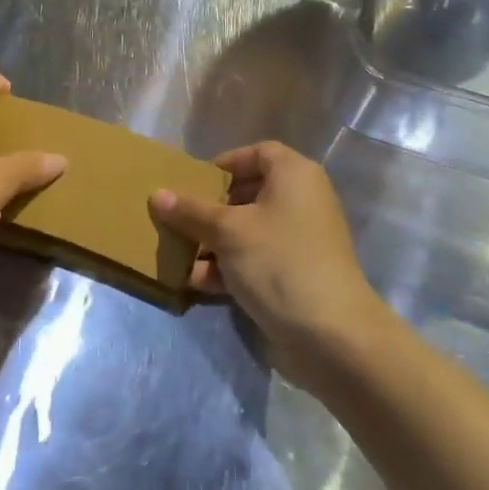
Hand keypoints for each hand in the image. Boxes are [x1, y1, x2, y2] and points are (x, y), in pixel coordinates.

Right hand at [150, 141, 380, 384]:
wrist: (332, 336)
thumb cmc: (279, 262)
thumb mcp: (227, 231)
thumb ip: (190, 210)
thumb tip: (157, 194)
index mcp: (294, 175)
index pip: (257, 153)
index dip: (225, 163)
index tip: (194, 182)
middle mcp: (301, 201)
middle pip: (248, 193)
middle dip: (210, 208)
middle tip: (180, 219)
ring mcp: (301, 240)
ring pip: (248, 230)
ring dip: (214, 242)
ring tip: (180, 255)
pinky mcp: (296, 275)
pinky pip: (256, 259)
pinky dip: (229, 267)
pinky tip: (197, 283)